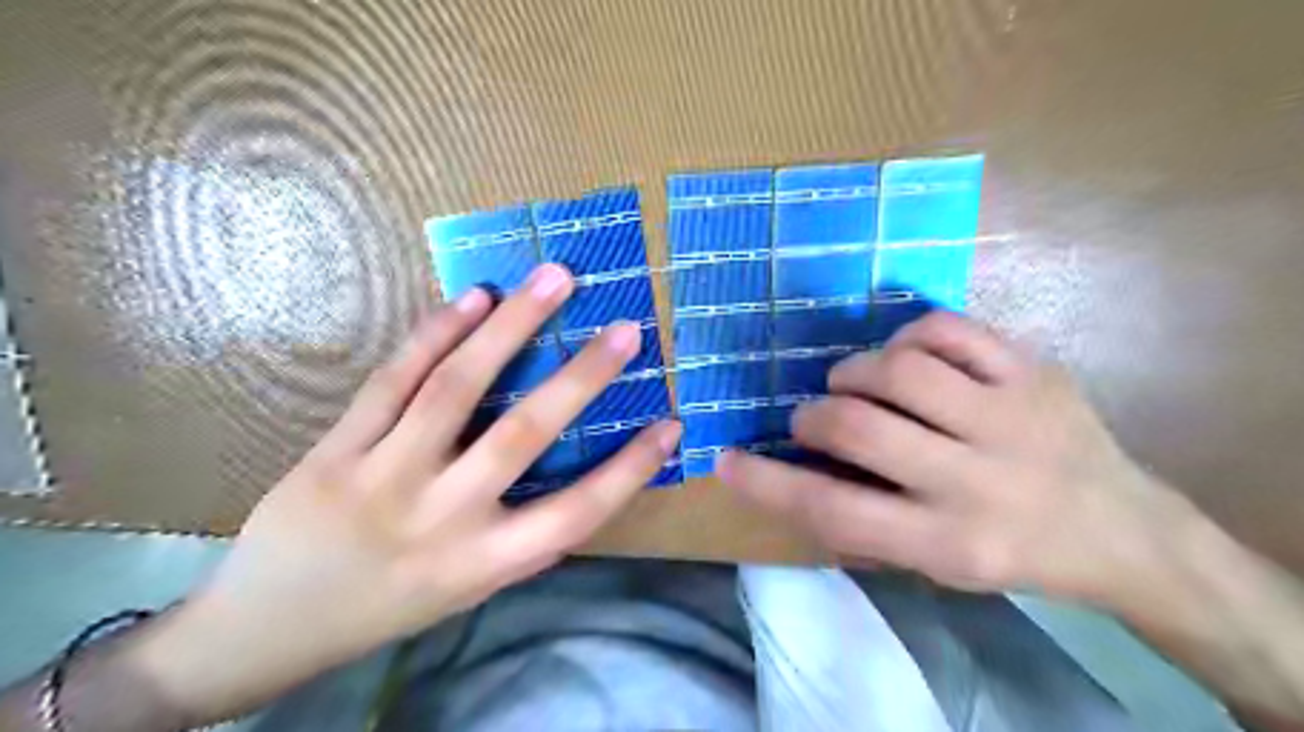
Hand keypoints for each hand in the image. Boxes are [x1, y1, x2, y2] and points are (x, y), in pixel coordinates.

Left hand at [129, 264, 681, 726]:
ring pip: (456, 388)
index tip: (672, 424)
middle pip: (523, 435)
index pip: (577, 512)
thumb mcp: (468, 589)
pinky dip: (436, 333)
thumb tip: (576, 482)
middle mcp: (442, 518)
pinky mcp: (335, 450)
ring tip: (553, 279)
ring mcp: (382, 478)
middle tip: (626, 329)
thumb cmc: (388, 606)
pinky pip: (392, 381)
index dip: (630, 469)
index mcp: (484, 562)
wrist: (267, 629)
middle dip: (582, 377)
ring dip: (512, 326)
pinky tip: (474, 298)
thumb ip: (520, 537)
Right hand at [717, 312, 1193, 602]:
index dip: (768, 483)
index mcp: (948, 541)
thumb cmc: (1011, 555)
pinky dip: (907, 335)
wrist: (1124, 533)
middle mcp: (976, 479)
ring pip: (900, 369)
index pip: (833, 508)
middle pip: (859, 427)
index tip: (725, 460)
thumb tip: (796, 472)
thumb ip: (864, 524)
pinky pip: (948, 329)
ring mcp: (1010, 416)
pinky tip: (904, 354)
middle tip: (810, 417)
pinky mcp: (1032, 371)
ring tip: (853, 382)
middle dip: (814, 415)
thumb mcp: (935, 566)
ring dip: (854, 371)